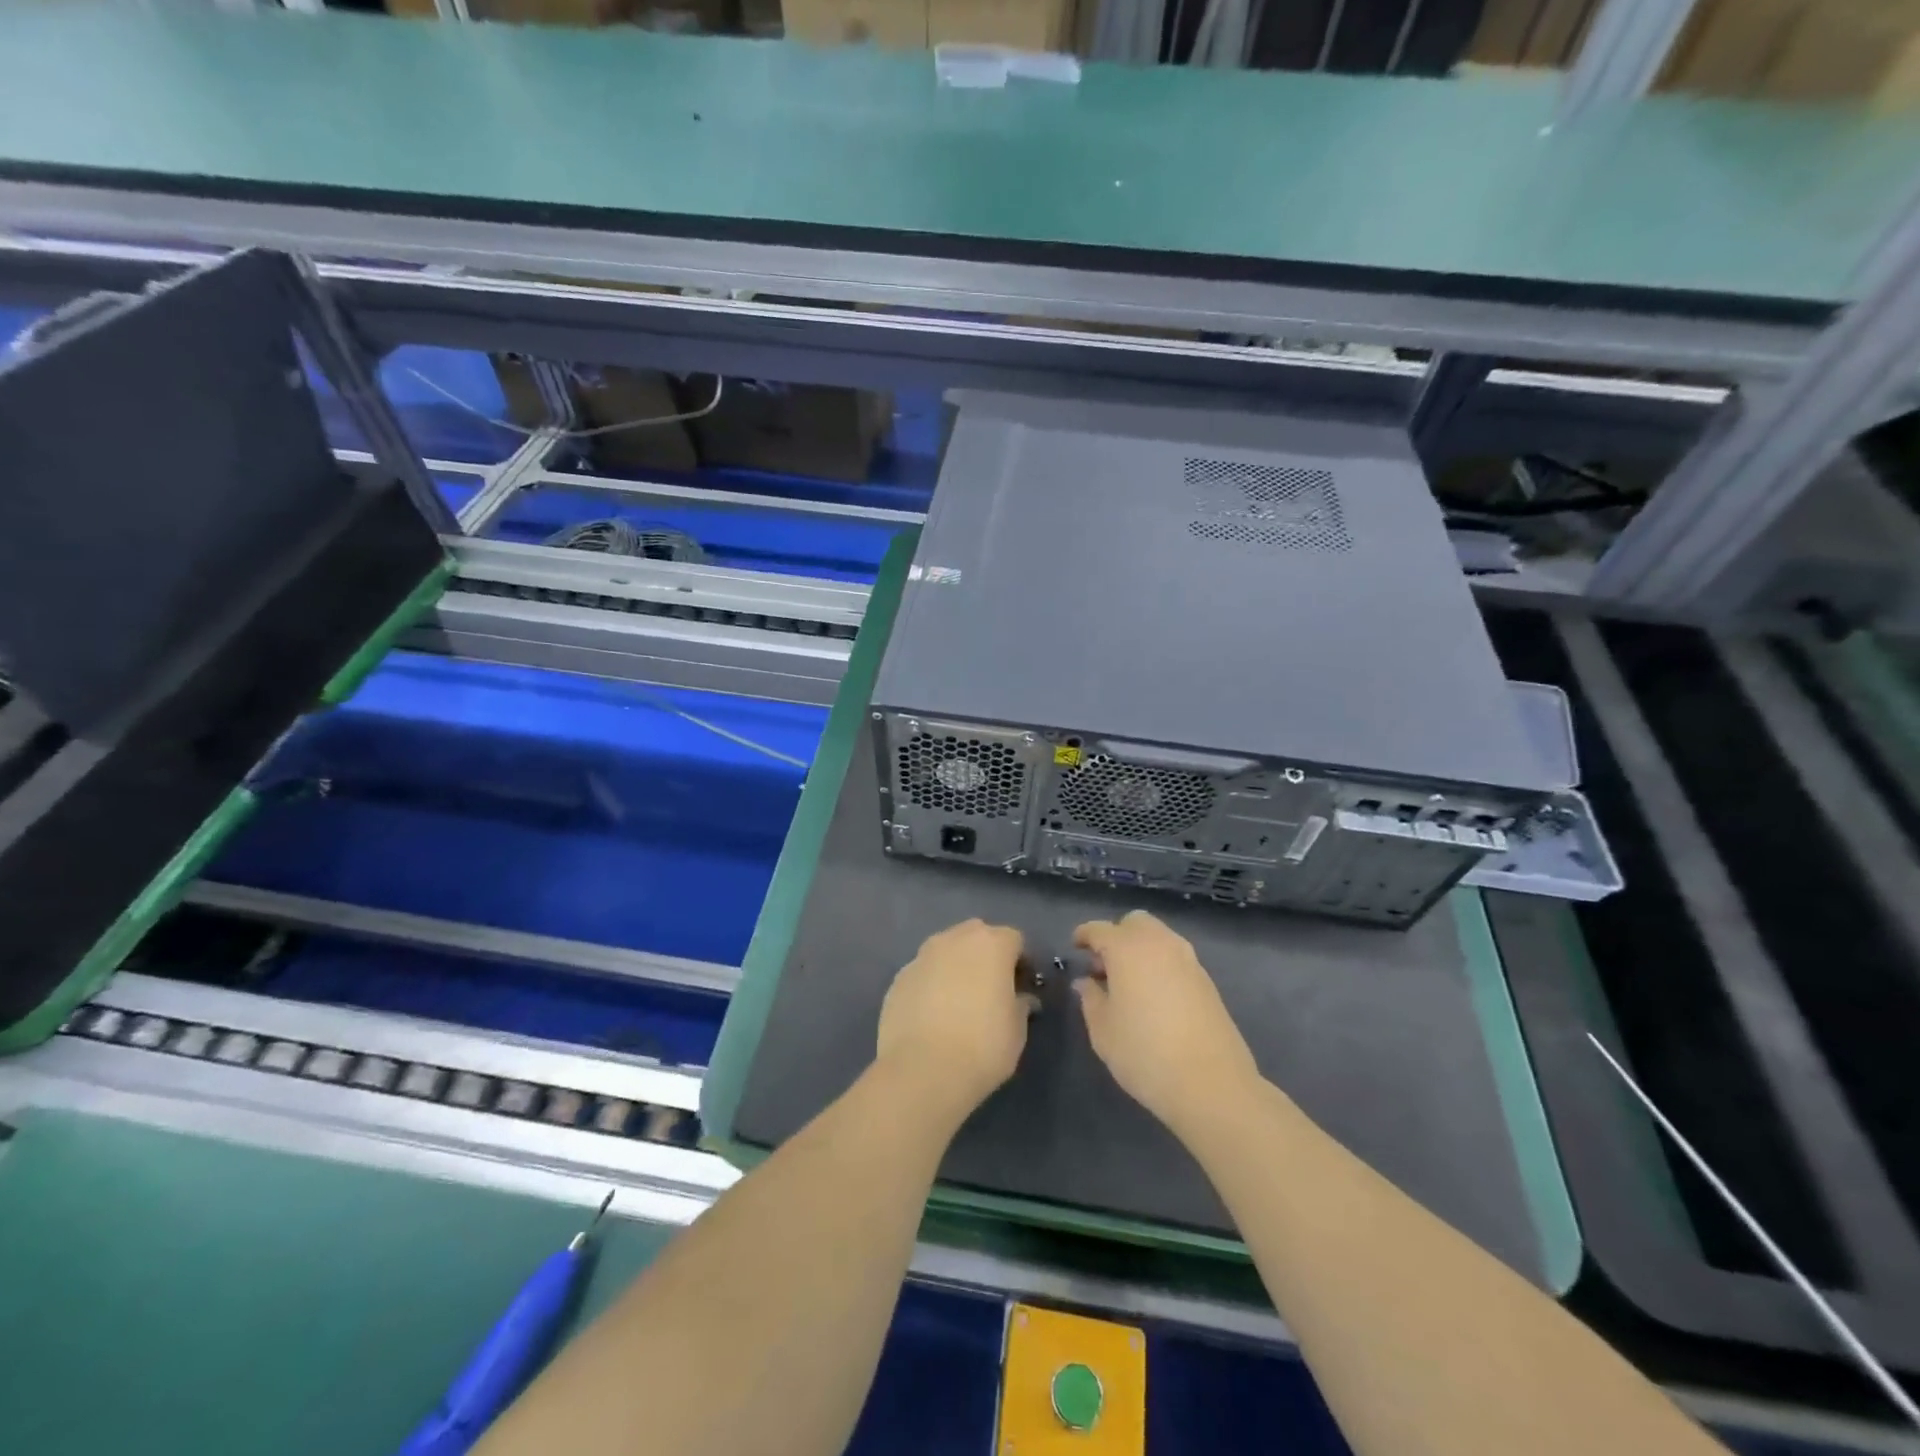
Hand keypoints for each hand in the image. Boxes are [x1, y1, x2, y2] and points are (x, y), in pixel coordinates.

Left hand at [876, 919, 1034, 1124]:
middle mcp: (954, 939)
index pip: (1014, 939)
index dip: (1021, 961)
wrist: (923, 1070)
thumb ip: (1021, 1005)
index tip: (1022, 986)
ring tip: (960, 1001)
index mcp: (991, 944)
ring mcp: (922, 956)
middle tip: (991, 988)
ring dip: (956, 966)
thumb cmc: (983, 1045)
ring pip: (946, 951)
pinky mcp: (899, 978)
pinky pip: (924, 973)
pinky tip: (933, 1015)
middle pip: (977, 936)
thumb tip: (1021, 999)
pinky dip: (932, 984)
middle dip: (986, 955)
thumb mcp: (1017, 1029)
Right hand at [1074, 910, 1260, 1139]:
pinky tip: (1154, 996)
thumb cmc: (1145, 1054)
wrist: (1212, 1084)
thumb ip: (1090, 999)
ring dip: (1140, 948)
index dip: (1084, 935)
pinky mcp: (1207, 981)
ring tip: (1128, 983)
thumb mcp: (1103, 1031)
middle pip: (1135, 923)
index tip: (1075, 947)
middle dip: (1116, 936)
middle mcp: (1160, 944)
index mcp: (1127, 949)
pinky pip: (1176, 958)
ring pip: (1159, 937)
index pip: (1099, 930)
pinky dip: (1160, 964)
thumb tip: (1086, 982)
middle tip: (1104, 966)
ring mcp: (1188, 960)